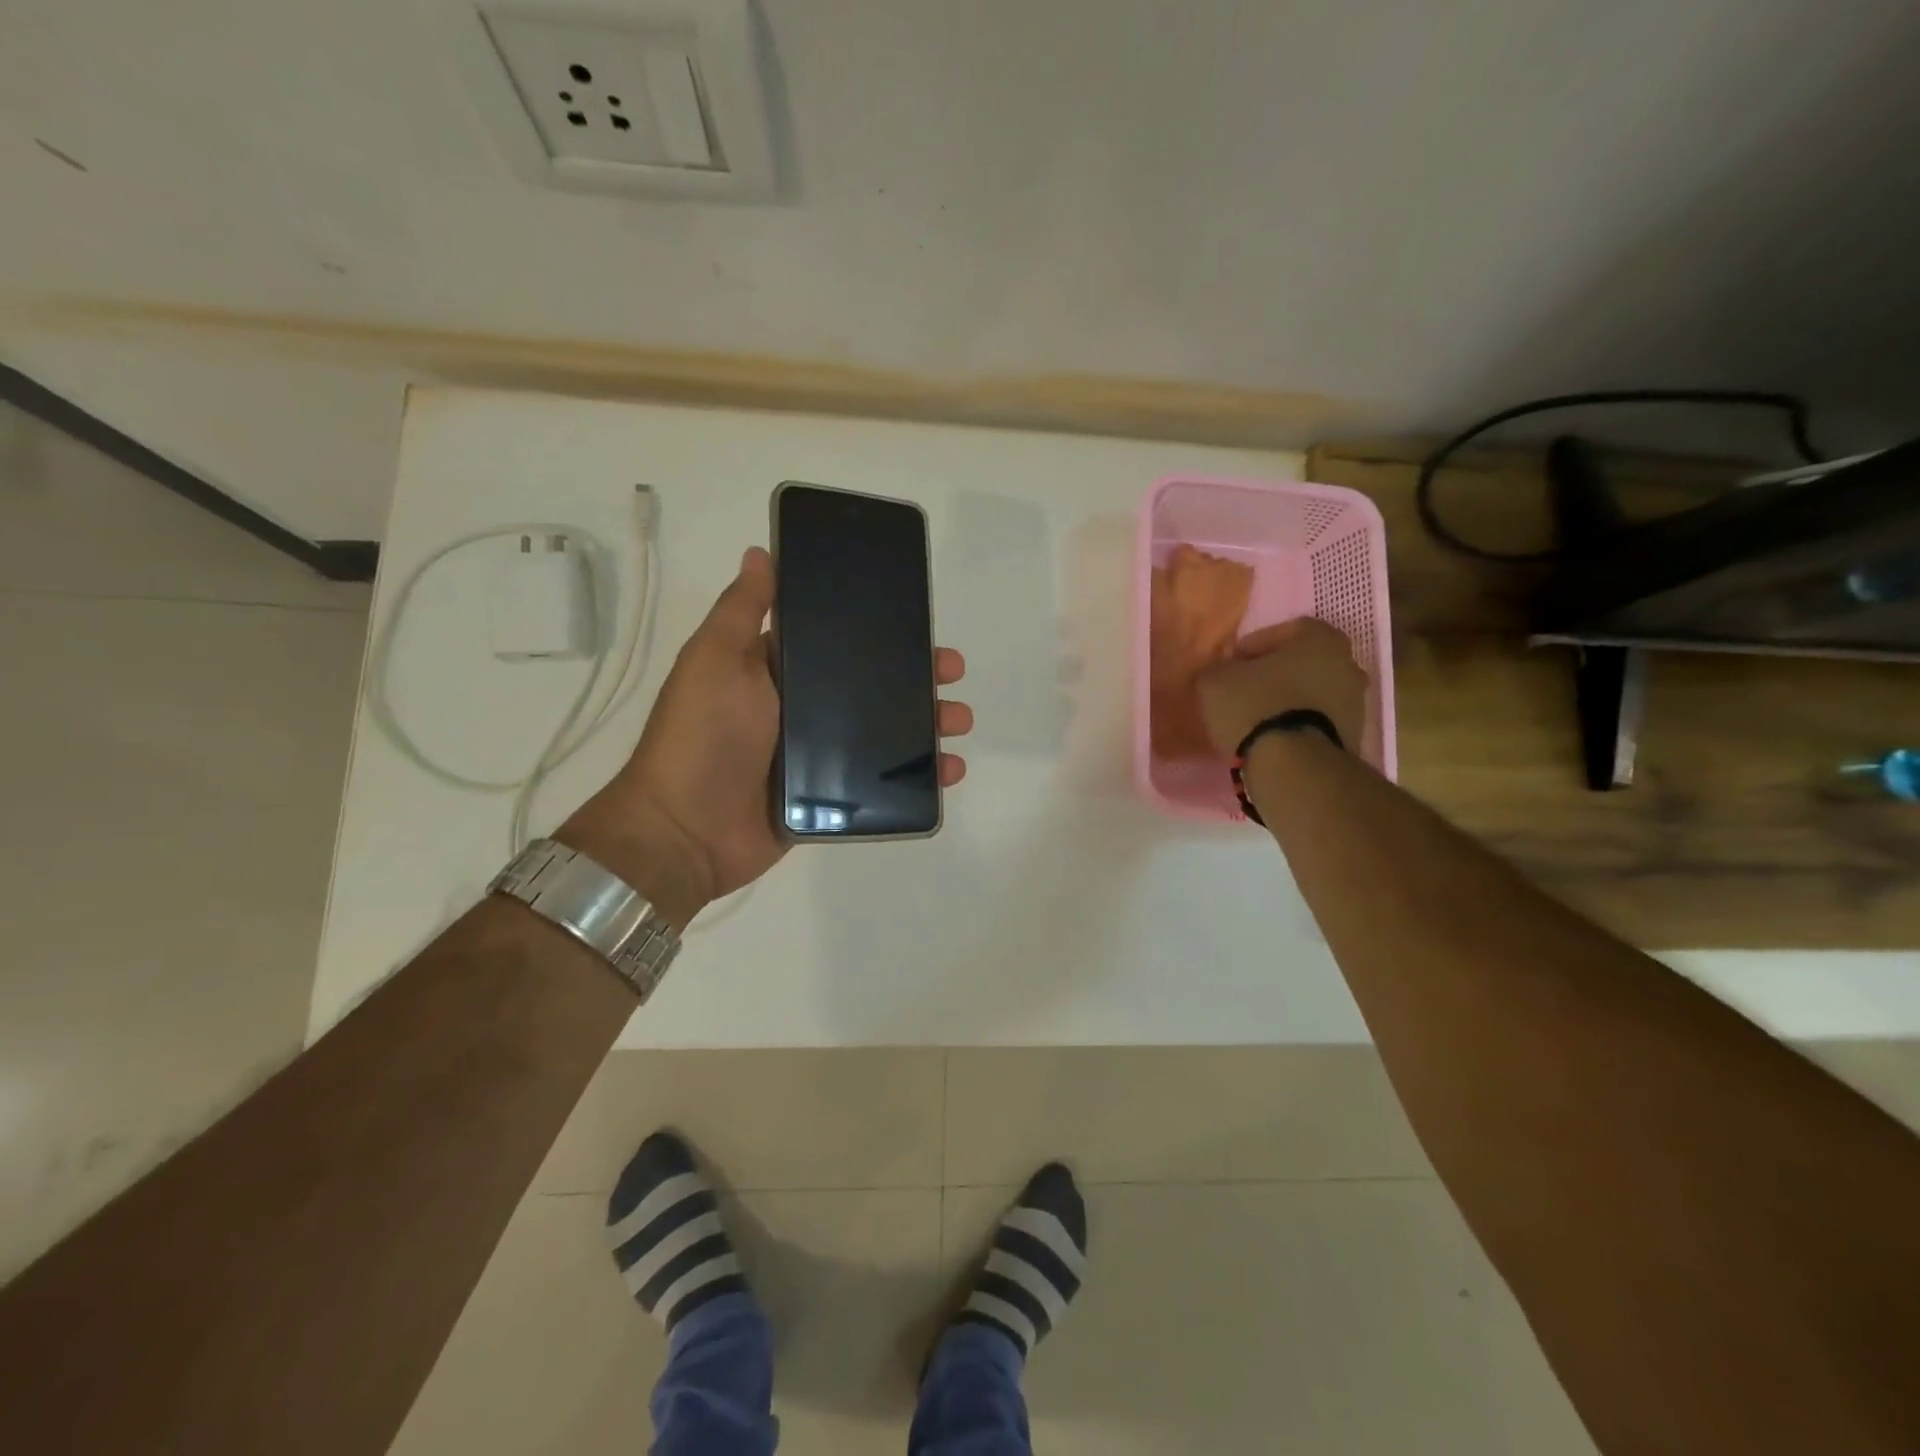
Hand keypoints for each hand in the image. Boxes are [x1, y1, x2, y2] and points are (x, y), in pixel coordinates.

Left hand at [561, 546, 972, 931]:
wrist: (685, 831)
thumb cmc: (702, 735)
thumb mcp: (715, 660)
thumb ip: (742, 610)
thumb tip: (762, 552)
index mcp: (777, 672)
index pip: (840, 644)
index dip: (881, 632)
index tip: (920, 623)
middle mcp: (800, 710)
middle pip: (871, 688)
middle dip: (916, 678)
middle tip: (952, 673)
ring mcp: (816, 757)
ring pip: (884, 734)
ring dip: (926, 725)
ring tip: (958, 721)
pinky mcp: (827, 799)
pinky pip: (880, 783)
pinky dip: (917, 778)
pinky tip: (949, 771)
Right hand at [1195, 617, 1366, 758]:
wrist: (1293, 766)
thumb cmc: (1255, 707)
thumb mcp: (1215, 680)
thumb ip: (1220, 667)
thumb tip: (1224, 670)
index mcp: (1321, 639)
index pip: (1287, 630)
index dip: (1256, 644)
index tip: (1235, 661)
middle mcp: (1348, 664)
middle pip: (1305, 662)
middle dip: (1277, 673)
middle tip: (1247, 687)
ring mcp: (1356, 703)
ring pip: (1314, 693)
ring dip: (1290, 700)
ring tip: (1258, 717)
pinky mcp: (1353, 737)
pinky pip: (1318, 721)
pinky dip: (1299, 723)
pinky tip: (1274, 737)